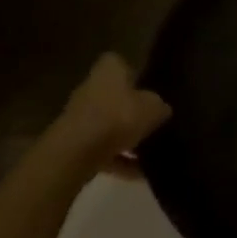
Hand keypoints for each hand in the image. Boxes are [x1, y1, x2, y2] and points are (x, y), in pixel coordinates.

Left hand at [33, 53, 169, 175]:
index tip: (149, 86)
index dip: (134, 73)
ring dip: (126, 139)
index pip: (120, 63)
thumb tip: (161, 109)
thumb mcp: (153, 108)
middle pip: (114, 96)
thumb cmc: (118, 117)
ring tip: (150, 153)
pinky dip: (119, 161)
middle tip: (154, 121)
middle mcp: (90, 89)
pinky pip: (103, 151)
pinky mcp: (75, 145)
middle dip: (131, 109)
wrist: (76, 152)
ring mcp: (80, 118)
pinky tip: (139, 174)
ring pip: (109, 125)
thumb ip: (159, 106)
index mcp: (108, 71)